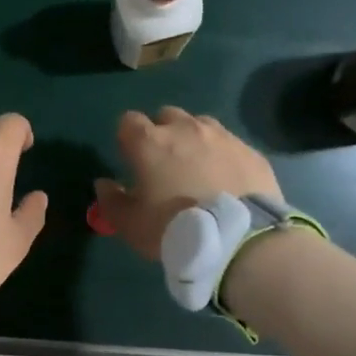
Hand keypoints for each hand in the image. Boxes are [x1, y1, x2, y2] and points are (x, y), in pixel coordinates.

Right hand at [93, 108, 281, 260]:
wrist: (238, 239)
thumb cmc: (173, 228)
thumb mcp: (131, 225)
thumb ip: (111, 201)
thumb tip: (103, 184)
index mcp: (150, 142)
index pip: (128, 121)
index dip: (128, 139)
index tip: (131, 160)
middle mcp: (186, 129)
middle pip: (167, 116)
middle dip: (162, 133)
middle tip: (165, 165)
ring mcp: (223, 137)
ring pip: (201, 125)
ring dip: (194, 140)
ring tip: (199, 170)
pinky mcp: (251, 152)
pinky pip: (231, 145)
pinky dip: (224, 157)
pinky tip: (228, 182)